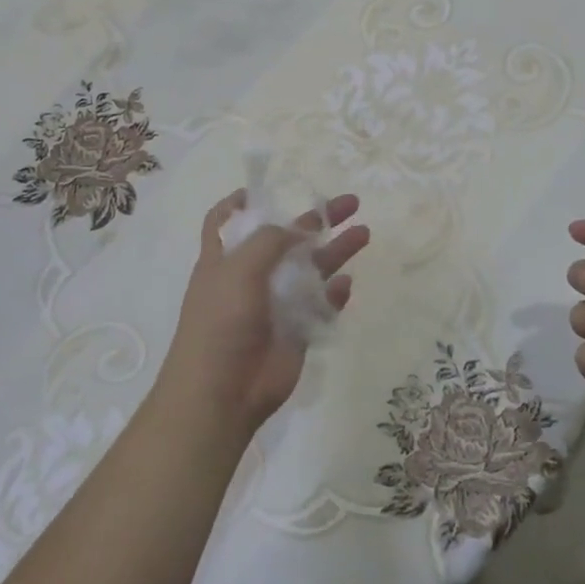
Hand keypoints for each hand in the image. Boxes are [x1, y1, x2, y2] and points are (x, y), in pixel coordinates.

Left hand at [160, 190, 369, 436]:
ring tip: (364, 233)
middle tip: (350, 203)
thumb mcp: (237, 269)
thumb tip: (298, 229)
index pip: (227, 222)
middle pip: (286, 240)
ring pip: (311, 270)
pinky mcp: (297, 331)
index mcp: (224, 260)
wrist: (223, 392)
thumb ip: (270, 241)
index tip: (262, 191)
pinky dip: (334, 294)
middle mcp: (250, 278)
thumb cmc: (220, 322)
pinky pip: (322, 306)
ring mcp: (276, 305)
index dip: (240, 204)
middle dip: (315, 220)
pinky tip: (345, 284)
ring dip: (335, 251)